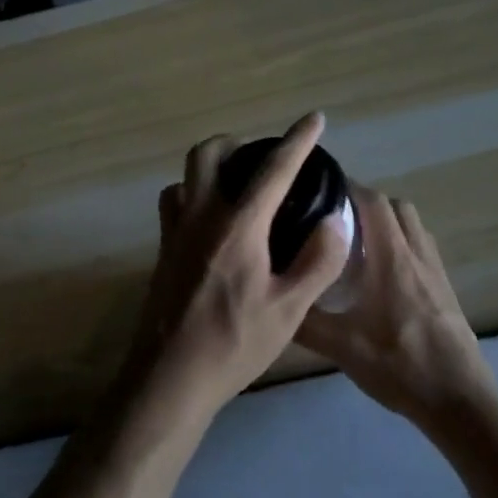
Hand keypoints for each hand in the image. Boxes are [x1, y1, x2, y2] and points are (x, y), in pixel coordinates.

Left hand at [125, 112, 351, 419]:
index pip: (273, 169)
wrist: (169, 379)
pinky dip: (193, 195)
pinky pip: (174, 203)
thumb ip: (317, 262)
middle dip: (239, 142)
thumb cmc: (233, 345)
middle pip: (209, 153)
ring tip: (239, 185)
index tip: (315, 118)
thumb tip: (334, 222)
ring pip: (186, 176)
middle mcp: (201, 216)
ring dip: (212, 167)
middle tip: (265, 158)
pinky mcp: (163, 251)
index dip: (298, 140)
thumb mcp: (289, 311)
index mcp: (238, 226)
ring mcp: (175, 232)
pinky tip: (213, 222)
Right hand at [297, 191, 497, 430]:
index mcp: (392, 258)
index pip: (373, 201)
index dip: (348, 186)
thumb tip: (272, 300)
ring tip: (355, 246)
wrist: (459, 400)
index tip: (320, 188)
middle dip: (366, 203)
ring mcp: (436, 272)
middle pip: (396, 207)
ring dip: (386, 225)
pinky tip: (380, 278)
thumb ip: (304, 321)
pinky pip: (421, 251)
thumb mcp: (341, 347)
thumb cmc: (400, 366)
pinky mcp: (445, 291)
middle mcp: (417, 255)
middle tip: (334, 220)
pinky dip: (400, 247)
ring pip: (413, 228)